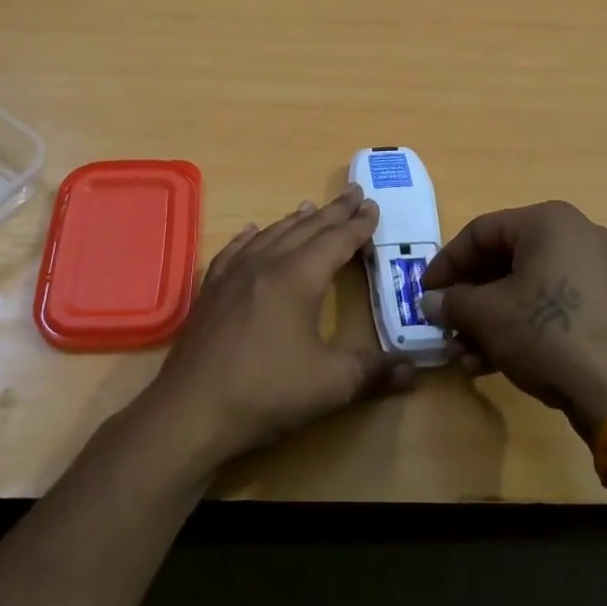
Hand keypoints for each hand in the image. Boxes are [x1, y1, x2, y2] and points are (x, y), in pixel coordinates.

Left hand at [135, 187, 414, 472]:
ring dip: (295, 220)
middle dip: (333, 212)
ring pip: (270, 235)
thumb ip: (375, 372)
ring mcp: (232, 275)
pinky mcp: (210, 292)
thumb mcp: (331, 385)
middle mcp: (265, 265)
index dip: (358, 225)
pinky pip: (233, 251)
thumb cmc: (266, 392)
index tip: (373, 206)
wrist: (191, 411)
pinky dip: (248, 238)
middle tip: (353, 193)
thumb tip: (415, 370)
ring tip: (310, 207)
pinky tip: (250, 232)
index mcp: (298, 278)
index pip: (336, 241)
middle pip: (305, 229)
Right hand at [418, 201, 606, 439]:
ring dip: (490, 319)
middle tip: (446, 325)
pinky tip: (494, 361)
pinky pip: (552, 304)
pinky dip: (521, 325)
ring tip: (466, 354)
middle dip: (469, 298)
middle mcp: (577, 235)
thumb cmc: (547, 334)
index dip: (446, 263)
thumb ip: (452, 302)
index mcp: (549, 222)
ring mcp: (598, 271)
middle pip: (504, 260)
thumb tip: (430, 301)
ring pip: (526, 287)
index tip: (425, 293)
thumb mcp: (487, 316)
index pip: (480, 232)